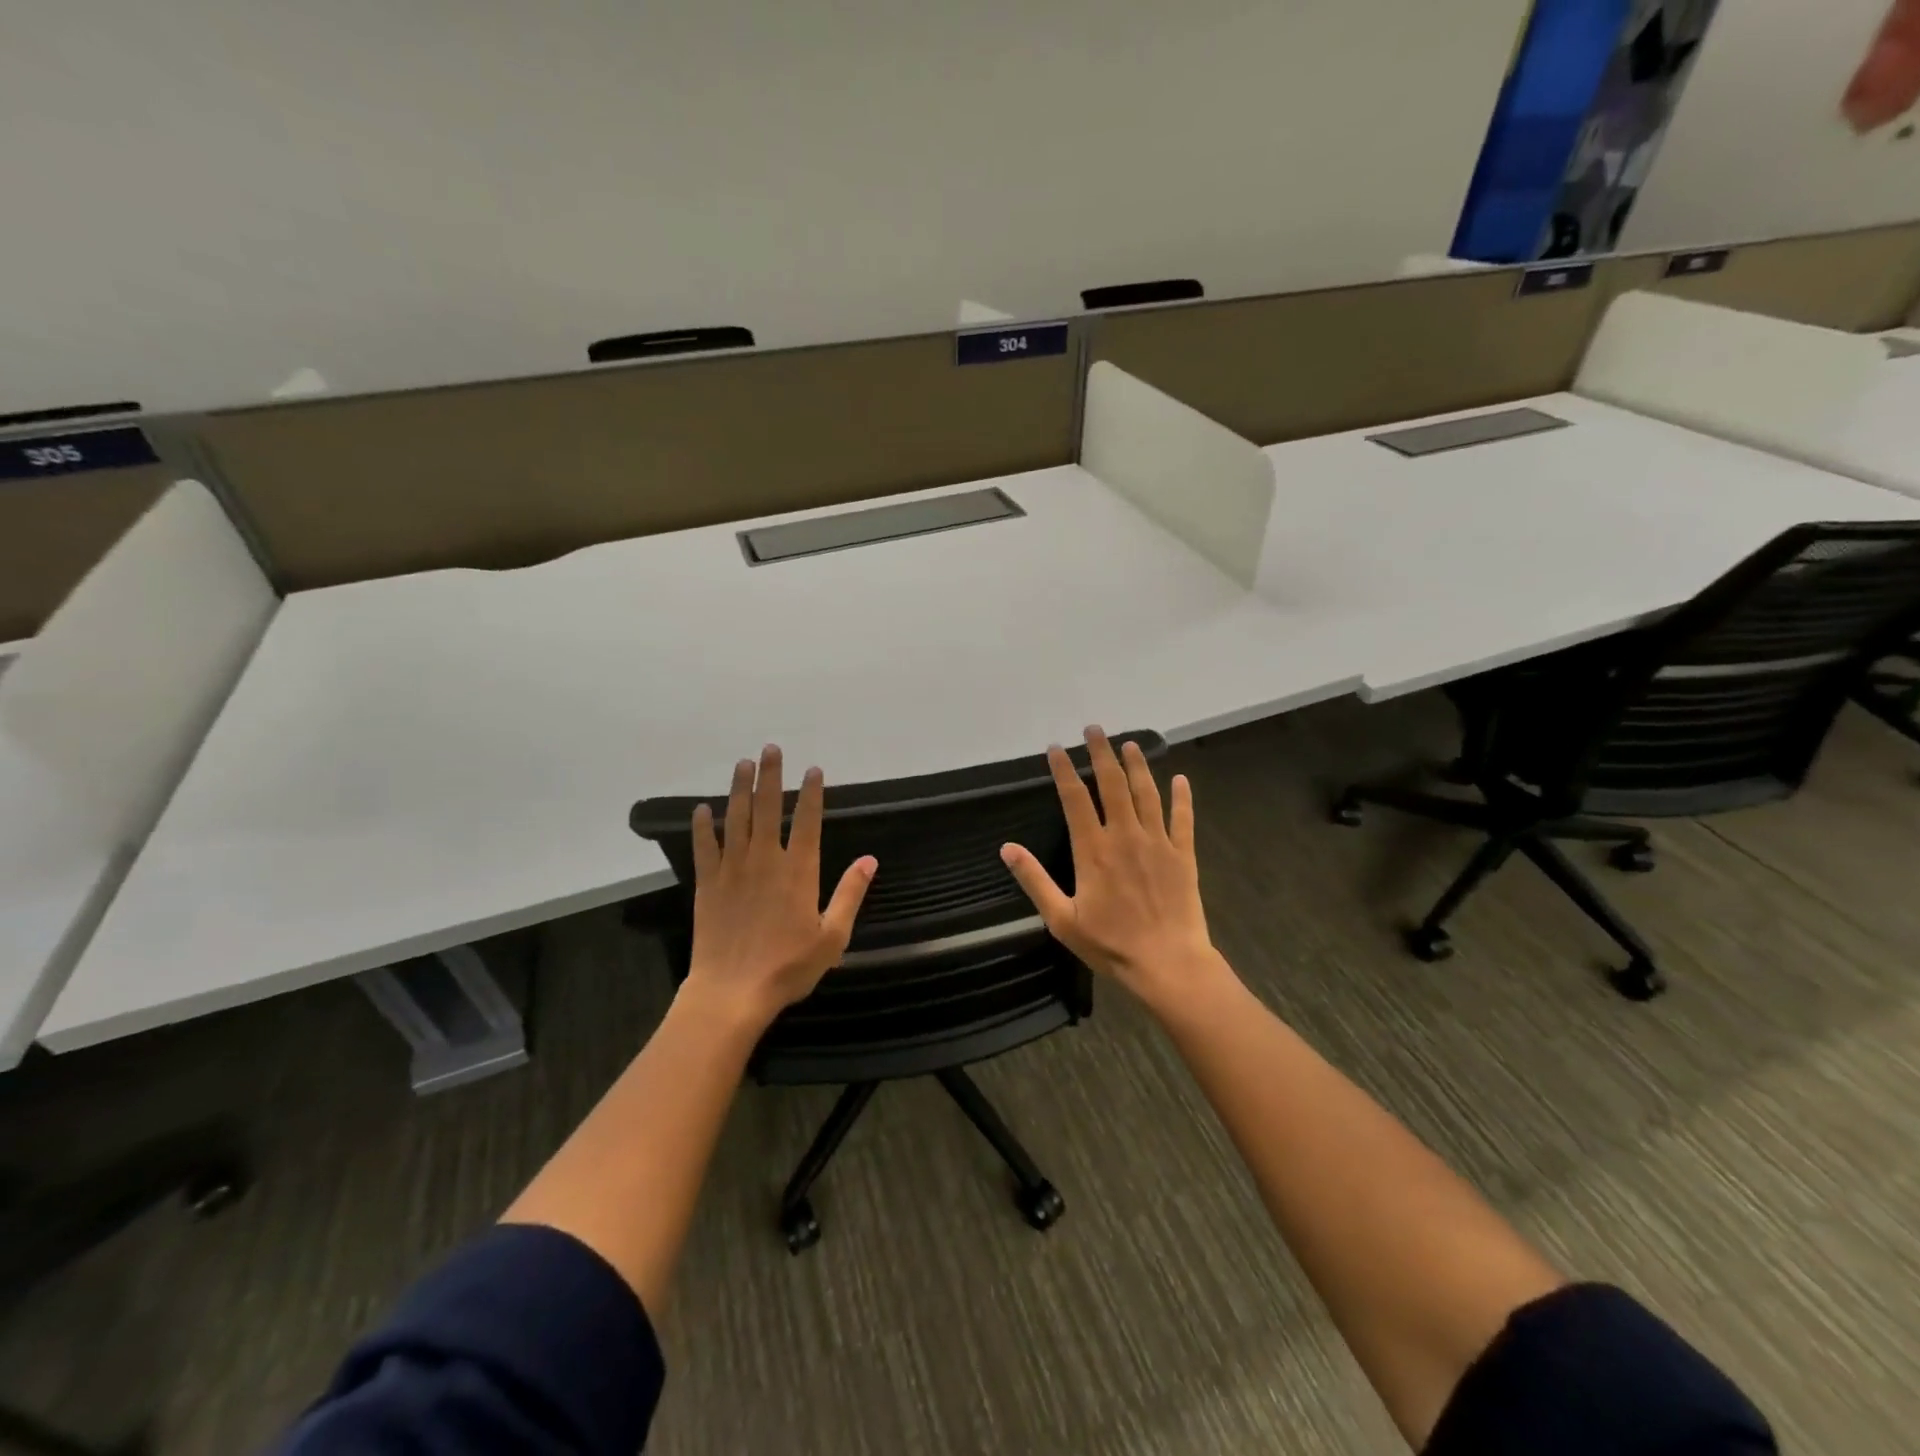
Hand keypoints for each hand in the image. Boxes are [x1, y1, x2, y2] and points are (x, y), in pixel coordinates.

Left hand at [683, 745, 875, 1029]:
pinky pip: (704, 847)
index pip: (808, 821)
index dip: (811, 792)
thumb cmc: (788, 967)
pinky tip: (702, 808)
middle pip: (768, 808)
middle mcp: (765, 860)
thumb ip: (850, 893)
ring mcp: (733, 869)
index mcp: (799, 871)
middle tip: (770, 748)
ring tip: (742, 763)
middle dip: (770, 775)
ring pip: (736, 819)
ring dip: (740, 789)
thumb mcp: (832, 936)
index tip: (813, 769)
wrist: (732, 992)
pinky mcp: (708, 884)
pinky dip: (702, 826)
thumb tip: (870, 859)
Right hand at [1000, 727, 1227, 1011]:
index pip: (1074, 798)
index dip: (1064, 769)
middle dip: (1101, 753)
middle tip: (1095, 729)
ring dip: (1137, 765)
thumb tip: (1007, 848)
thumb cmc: (1110, 944)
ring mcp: (1158, 842)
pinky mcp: (1183, 854)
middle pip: (1112, 784)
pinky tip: (1181, 778)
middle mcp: (1125, 835)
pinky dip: (1182, 796)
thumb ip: (1034, 879)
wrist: (1168, 963)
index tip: (1056, 748)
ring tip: (1129, 744)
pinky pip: (1183, 818)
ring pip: (1147, 793)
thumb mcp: (1061, 919)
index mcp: (1093, 849)